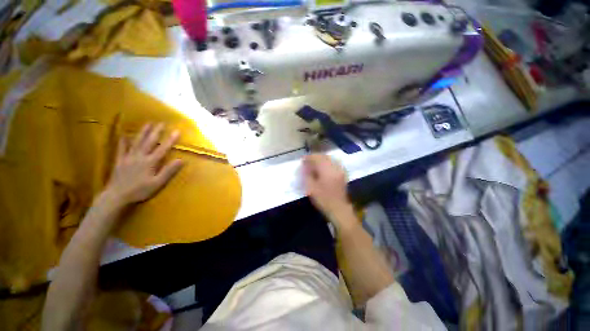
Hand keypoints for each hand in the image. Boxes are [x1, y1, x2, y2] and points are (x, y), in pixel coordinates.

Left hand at [105, 123, 182, 205]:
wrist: (117, 196)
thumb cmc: (140, 191)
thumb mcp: (158, 183)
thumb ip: (169, 171)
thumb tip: (181, 160)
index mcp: (150, 162)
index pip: (163, 148)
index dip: (170, 139)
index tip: (177, 131)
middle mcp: (140, 156)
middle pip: (149, 142)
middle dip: (156, 132)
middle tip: (161, 123)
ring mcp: (128, 157)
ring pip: (137, 142)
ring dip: (143, 132)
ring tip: (148, 124)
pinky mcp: (120, 161)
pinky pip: (121, 149)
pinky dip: (123, 141)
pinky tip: (124, 135)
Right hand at [303, 154, 354, 225]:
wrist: (339, 209)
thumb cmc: (323, 199)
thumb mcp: (311, 188)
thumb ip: (307, 175)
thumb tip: (304, 166)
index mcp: (326, 170)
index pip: (316, 158)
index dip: (308, 157)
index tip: (302, 160)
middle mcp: (334, 167)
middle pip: (324, 156)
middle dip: (315, 157)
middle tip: (307, 161)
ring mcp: (340, 170)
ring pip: (329, 158)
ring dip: (321, 159)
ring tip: (314, 163)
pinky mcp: (342, 174)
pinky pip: (334, 163)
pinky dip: (327, 163)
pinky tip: (323, 167)